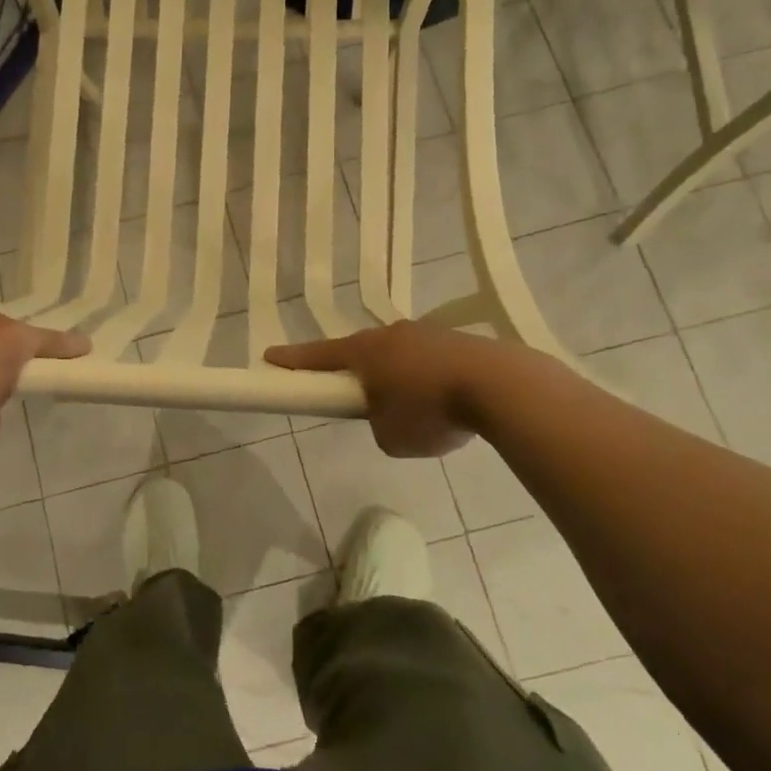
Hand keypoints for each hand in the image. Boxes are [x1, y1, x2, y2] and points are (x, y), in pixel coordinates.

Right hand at [265, 320, 504, 457]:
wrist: (500, 385)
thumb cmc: (431, 410)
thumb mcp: (391, 436)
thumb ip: (378, 425)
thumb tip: (390, 416)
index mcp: (365, 352)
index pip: (319, 355)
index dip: (293, 359)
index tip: (269, 356)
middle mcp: (392, 334)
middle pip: (361, 351)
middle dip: (355, 371)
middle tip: (355, 395)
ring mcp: (428, 334)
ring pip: (399, 355)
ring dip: (397, 377)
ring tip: (414, 409)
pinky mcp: (459, 342)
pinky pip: (430, 361)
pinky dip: (428, 381)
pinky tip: (446, 404)